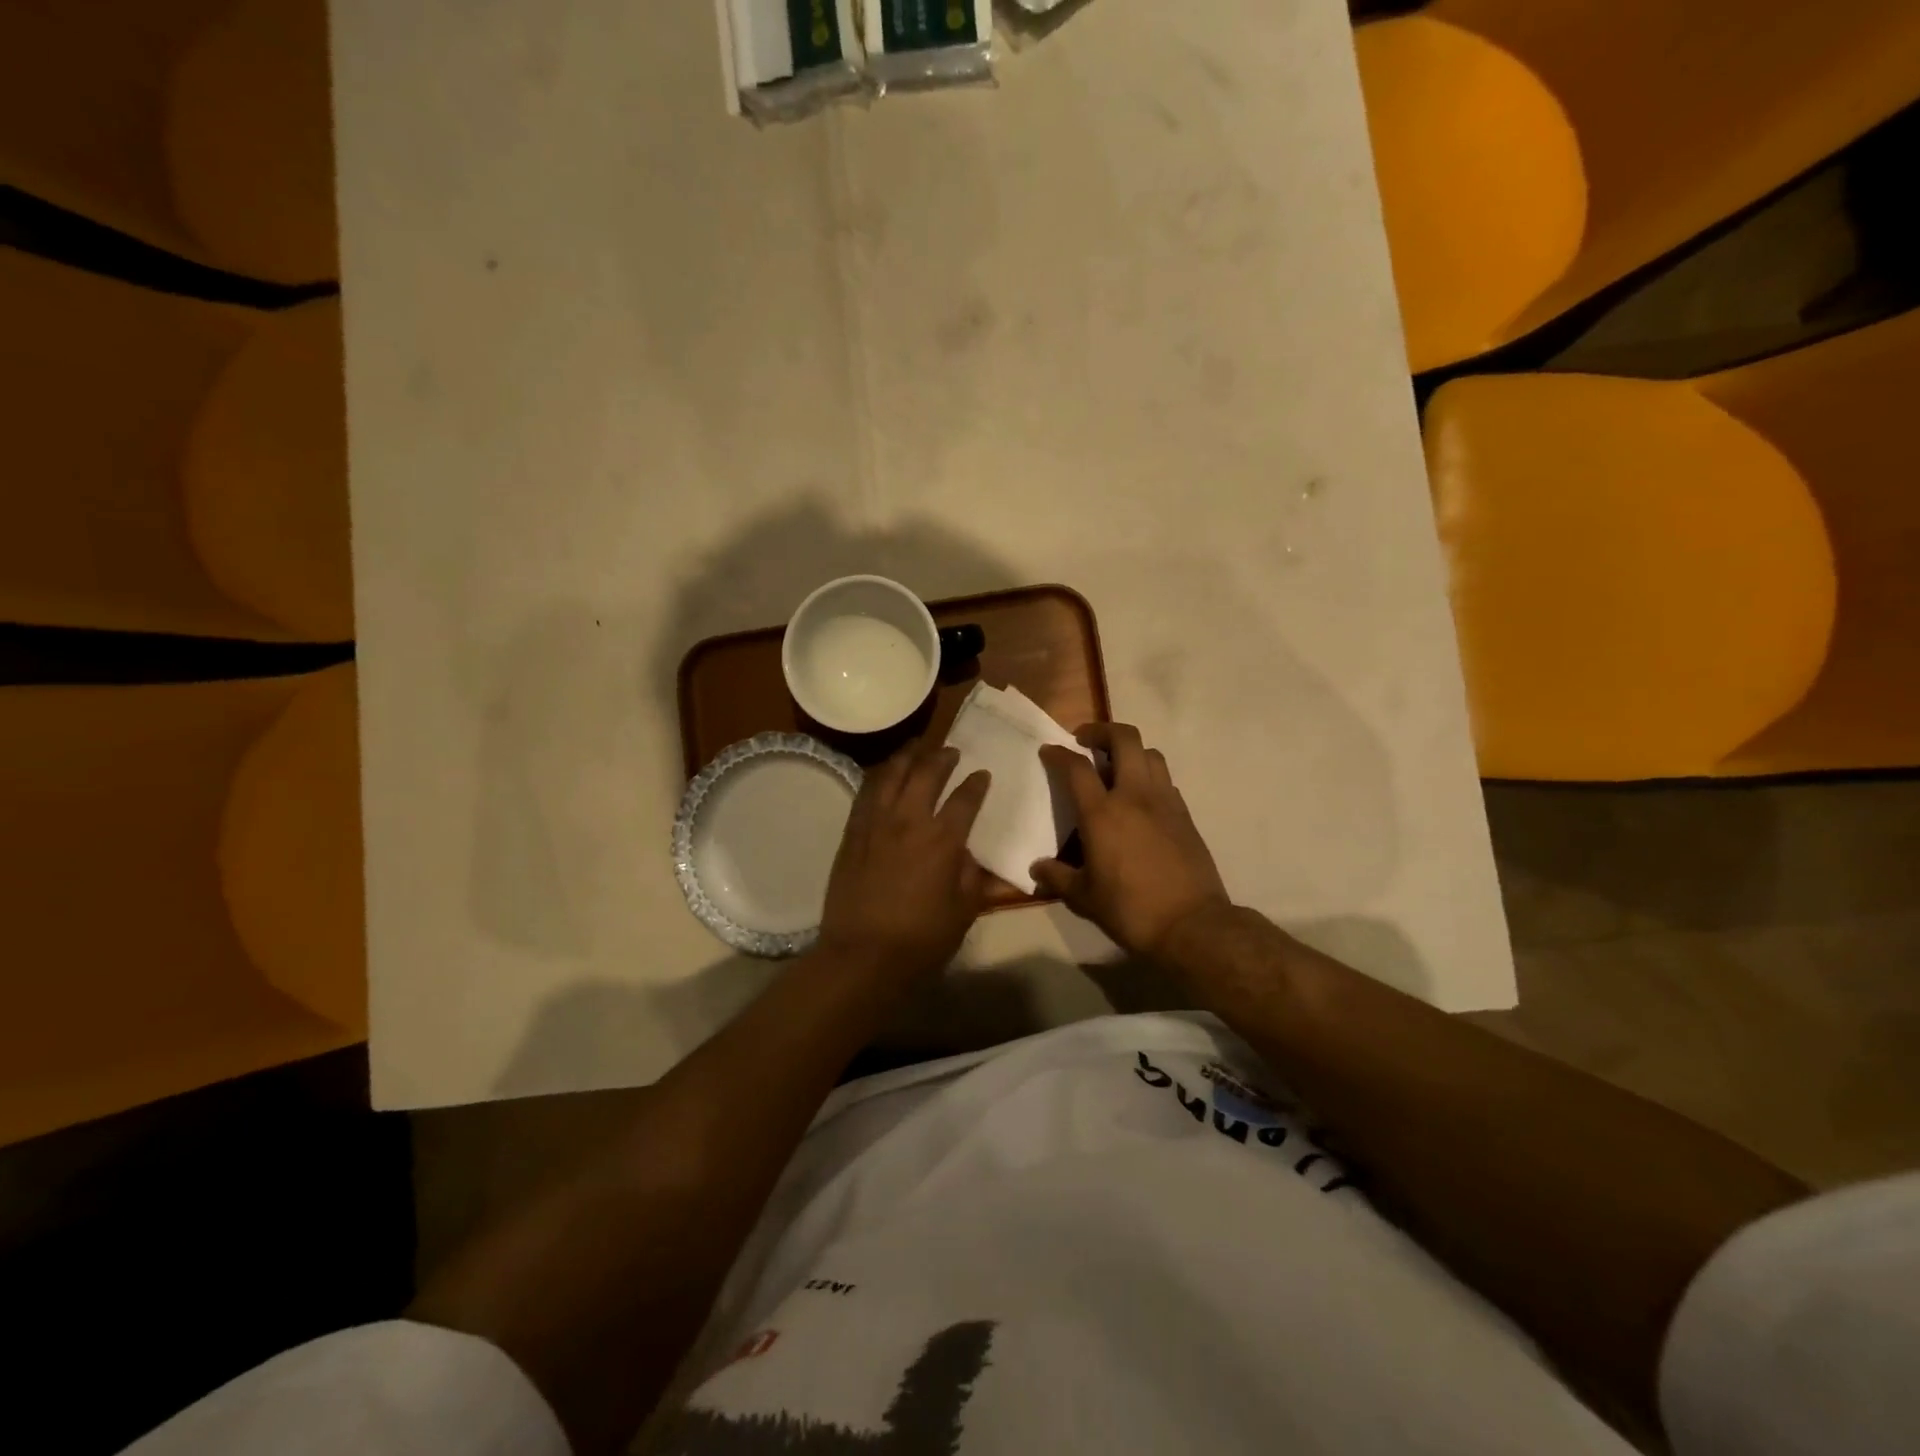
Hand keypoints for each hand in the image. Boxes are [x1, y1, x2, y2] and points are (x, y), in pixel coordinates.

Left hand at [818, 743, 991, 980]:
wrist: (862, 956)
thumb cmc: (921, 940)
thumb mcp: (963, 912)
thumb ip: (970, 877)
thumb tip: (968, 855)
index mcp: (943, 840)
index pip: (965, 799)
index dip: (976, 783)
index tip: (982, 773)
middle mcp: (909, 821)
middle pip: (926, 774)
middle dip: (942, 757)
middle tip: (950, 751)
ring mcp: (876, 824)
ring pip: (891, 775)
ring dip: (907, 757)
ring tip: (916, 748)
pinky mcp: (852, 833)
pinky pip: (866, 794)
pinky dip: (879, 778)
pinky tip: (883, 775)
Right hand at [1032, 724, 1229, 957]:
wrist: (1192, 925)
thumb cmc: (1130, 910)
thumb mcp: (1084, 898)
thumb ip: (1058, 878)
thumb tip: (1037, 869)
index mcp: (1102, 813)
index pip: (1076, 767)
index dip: (1058, 754)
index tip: (1049, 751)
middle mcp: (1134, 796)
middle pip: (1124, 739)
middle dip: (1101, 731)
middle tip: (1086, 741)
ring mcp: (1165, 802)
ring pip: (1151, 754)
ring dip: (1130, 750)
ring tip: (1116, 765)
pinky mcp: (1185, 815)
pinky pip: (1166, 780)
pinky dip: (1149, 776)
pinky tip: (1141, 797)